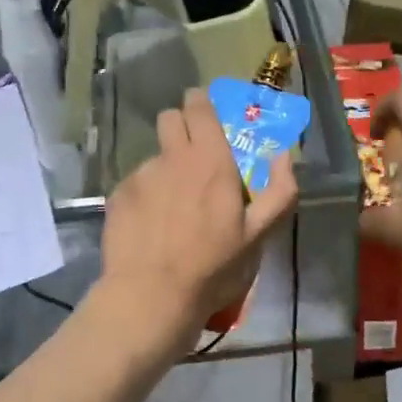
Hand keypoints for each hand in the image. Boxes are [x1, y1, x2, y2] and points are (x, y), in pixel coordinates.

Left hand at [95, 88, 296, 351]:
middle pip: (170, 118)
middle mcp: (172, 157)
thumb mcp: (259, 235)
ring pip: (155, 155)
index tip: (211, 120)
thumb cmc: (213, 267)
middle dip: (183, 127)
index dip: (204, 105)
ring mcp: (140, 176)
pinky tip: (153, 226)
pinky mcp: (118, 197)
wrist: (152, 296)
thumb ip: (280, 190)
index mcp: (210, 160)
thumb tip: (284, 154)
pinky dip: (147, 195)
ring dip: (167, 168)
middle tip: (196, 159)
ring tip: (174, 207)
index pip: (199, 105)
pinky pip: (136, 183)